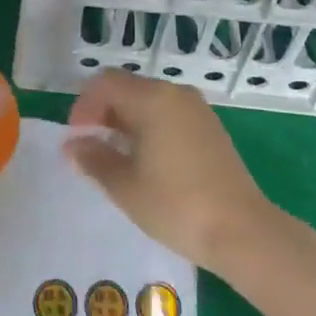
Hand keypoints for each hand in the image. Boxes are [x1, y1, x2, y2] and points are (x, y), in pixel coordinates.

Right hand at [64, 70, 281, 274]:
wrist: (243, 232)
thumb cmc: (176, 205)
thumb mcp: (125, 186)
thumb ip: (94, 159)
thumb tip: (72, 145)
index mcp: (152, 98)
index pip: (105, 83)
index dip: (83, 105)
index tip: (76, 138)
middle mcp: (175, 93)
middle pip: (128, 88)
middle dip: (103, 113)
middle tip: (91, 148)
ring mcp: (197, 109)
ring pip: (149, 101)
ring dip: (126, 121)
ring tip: (116, 158)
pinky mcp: (211, 128)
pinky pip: (169, 114)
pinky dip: (149, 128)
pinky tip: (147, 162)